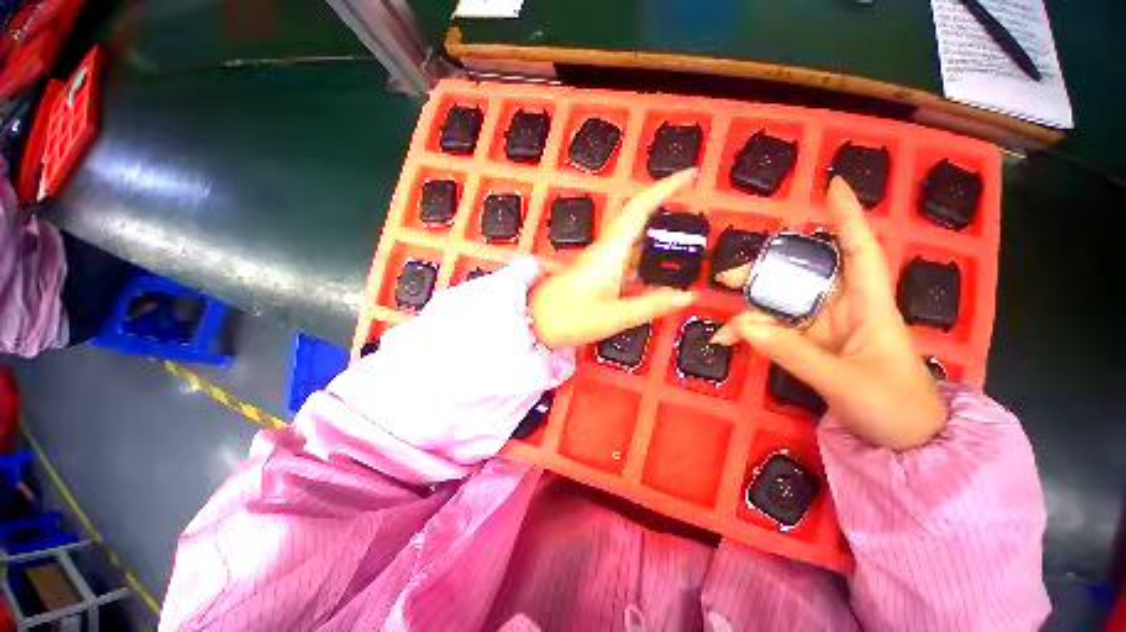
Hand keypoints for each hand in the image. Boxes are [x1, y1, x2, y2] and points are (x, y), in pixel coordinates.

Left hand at [530, 170, 696, 348]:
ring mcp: (600, 259)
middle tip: (693, 207)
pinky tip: (657, 267)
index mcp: (610, 252)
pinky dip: (645, 254)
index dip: (664, 189)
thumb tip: (688, 296)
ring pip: (631, 236)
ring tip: (684, 238)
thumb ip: (651, 305)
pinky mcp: (596, 270)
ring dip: (656, 231)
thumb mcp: (614, 316)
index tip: (689, 175)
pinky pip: (626, 254)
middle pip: (636, 217)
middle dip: (664, 205)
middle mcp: (606, 249)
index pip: (639, 209)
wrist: (534, 322)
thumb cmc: (569, 317)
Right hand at [712, 178, 946, 449]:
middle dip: (766, 271)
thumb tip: (743, 325)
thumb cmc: (895, 407)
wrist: (904, 444)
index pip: (860, 251)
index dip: (848, 218)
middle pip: (803, 275)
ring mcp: (823, 328)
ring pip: (781, 305)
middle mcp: (844, 309)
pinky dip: (752, 335)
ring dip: (750, 311)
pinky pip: (775, 332)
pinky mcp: (809, 346)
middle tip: (728, 277)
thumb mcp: (844, 382)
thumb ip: (793, 353)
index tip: (833, 186)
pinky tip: (732, 341)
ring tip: (726, 327)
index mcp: (869, 305)